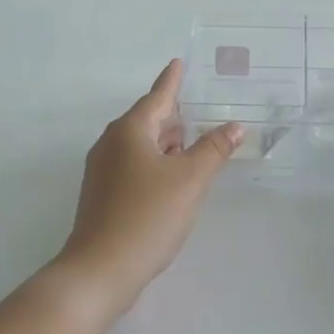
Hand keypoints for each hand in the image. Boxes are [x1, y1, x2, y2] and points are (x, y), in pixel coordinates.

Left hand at [53, 60, 242, 315]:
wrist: (100, 270)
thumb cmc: (147, 215)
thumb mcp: (190, 180)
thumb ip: (214, 149)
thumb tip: (233, 126)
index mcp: (130, 131)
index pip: (158, 96)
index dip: (172, 80)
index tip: (179, 62)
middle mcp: (111, 144)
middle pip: (148, 120)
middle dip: (174, 115)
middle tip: (200, 108)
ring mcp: (103, 171)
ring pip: (141, 145)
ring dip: (167, 142)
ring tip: (194, 142)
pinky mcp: (103, 195)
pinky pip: (135, 166)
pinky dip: (157, 163)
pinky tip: (174, 177)